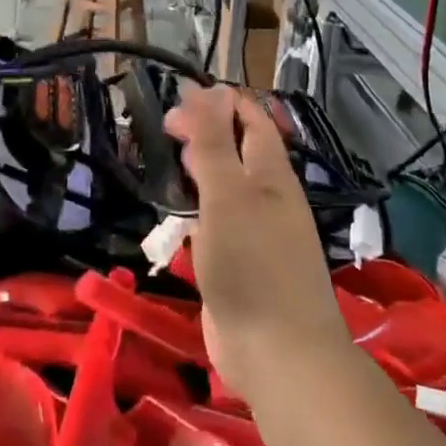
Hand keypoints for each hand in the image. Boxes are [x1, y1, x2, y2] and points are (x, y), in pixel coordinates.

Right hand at [163, 84, 350, 403]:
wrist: (279, 356)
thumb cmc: (252, 265)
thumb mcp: (227, 194)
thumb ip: (216, 142)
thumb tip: (209, 89)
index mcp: (271, 174)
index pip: (251, 120)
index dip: (219, 102)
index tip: (179, 98)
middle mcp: (267, 198)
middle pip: (238, 151)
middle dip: (206, 133)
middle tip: (166, 128)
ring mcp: (256, 233)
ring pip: (226, 187)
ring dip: (200, 171)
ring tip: (168, 162)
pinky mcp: (241, 266)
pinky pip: (218, 224)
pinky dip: (198, 210)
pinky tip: (177, 217)